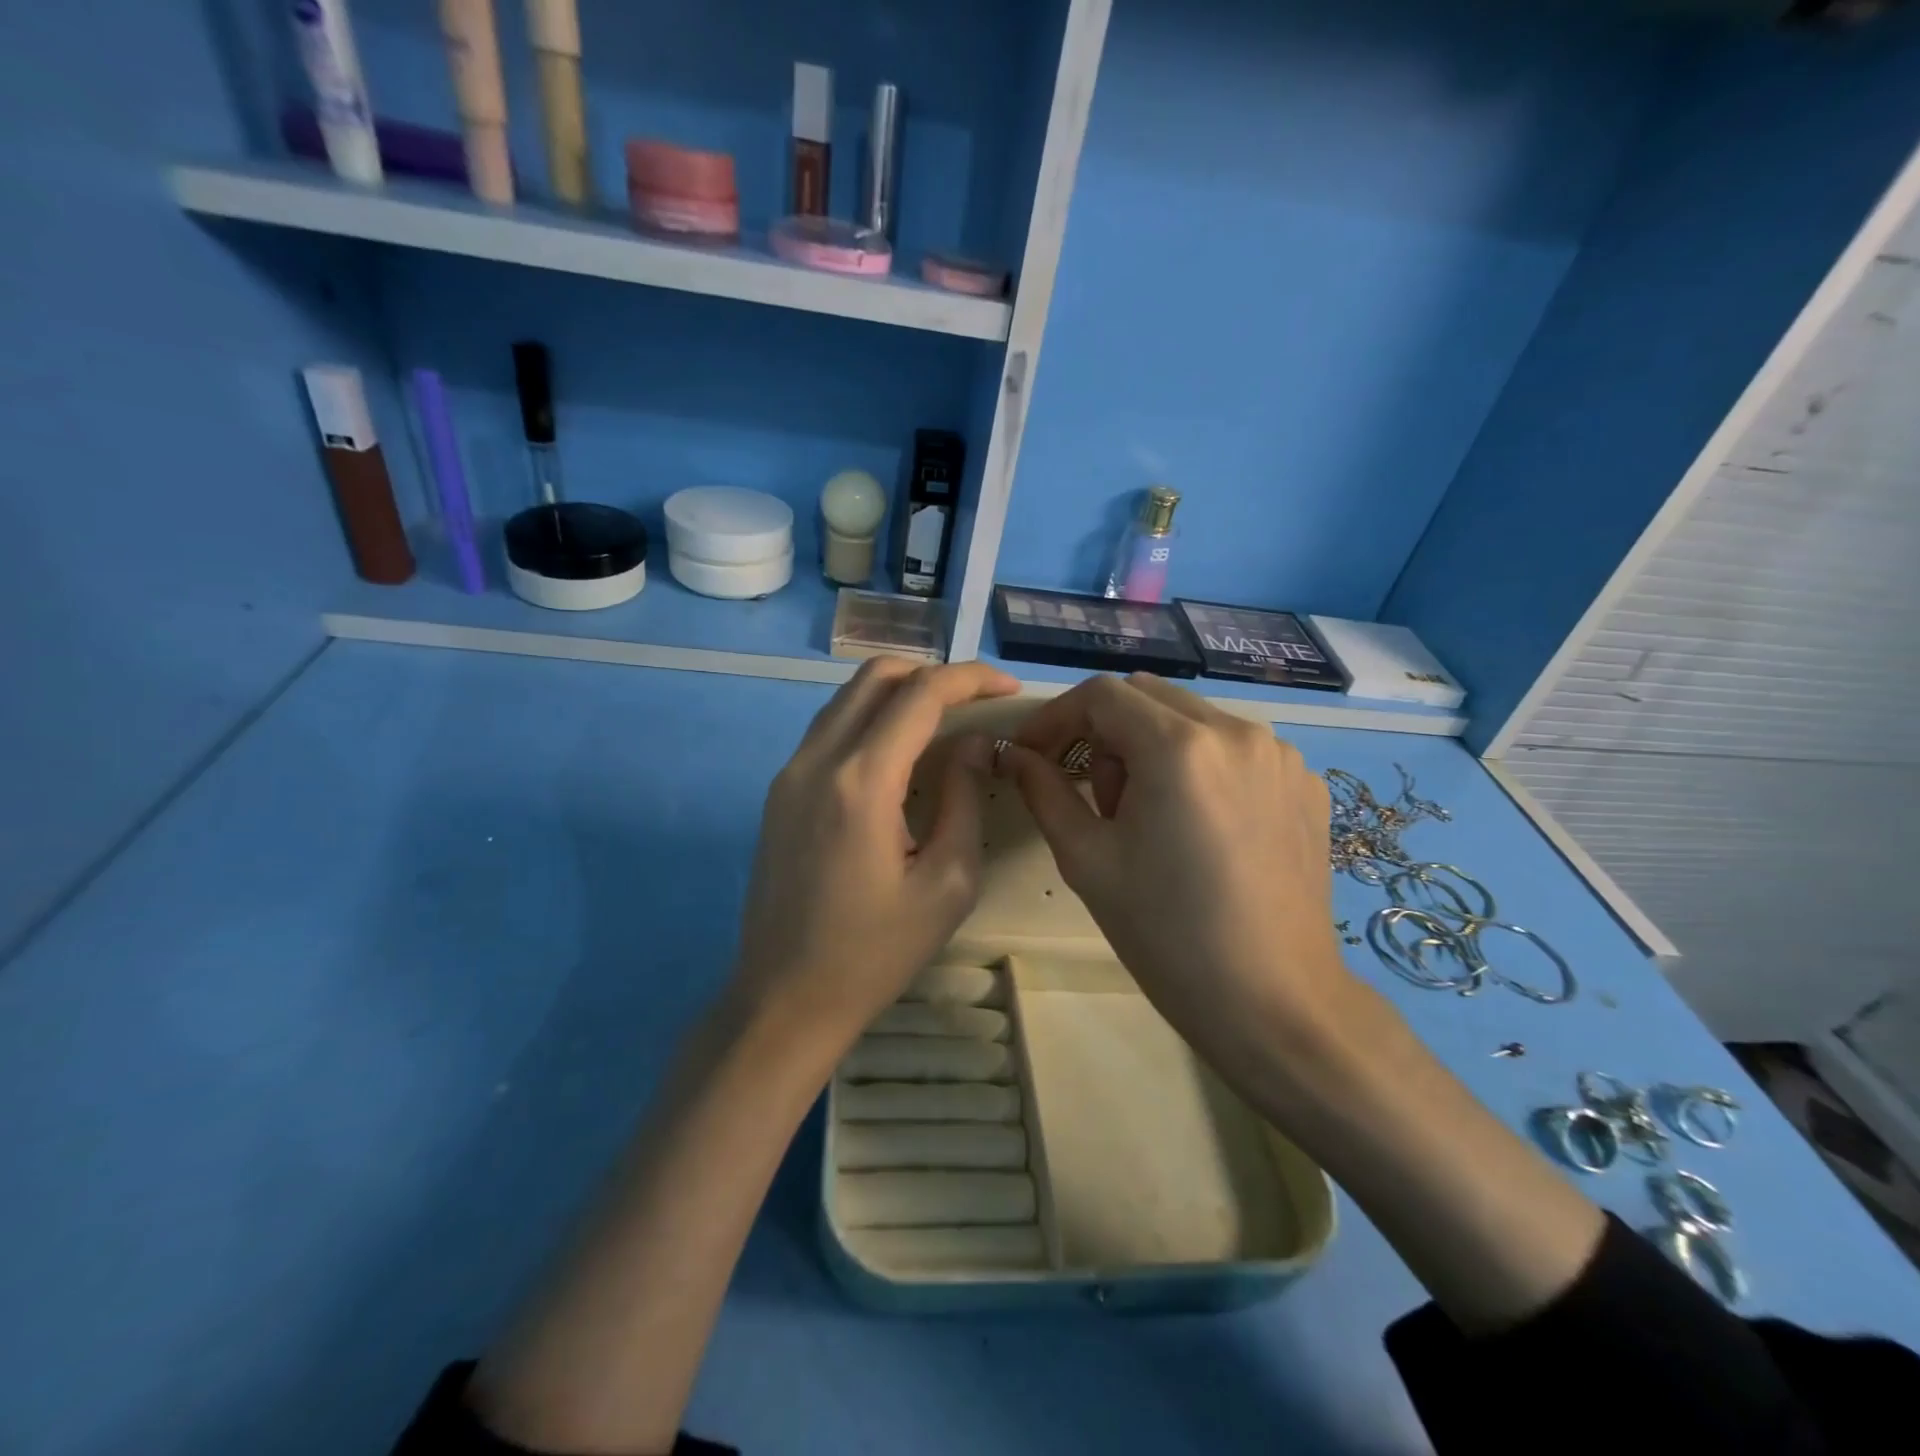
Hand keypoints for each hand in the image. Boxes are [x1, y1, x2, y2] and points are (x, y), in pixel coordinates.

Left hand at [730, 656, 1018, 1045]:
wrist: (785, 998)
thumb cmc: (875, 952)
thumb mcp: (947, 883)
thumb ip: (964, 798)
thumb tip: (974, 743)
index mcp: (861, 781)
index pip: (921, 694)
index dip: (970, 678)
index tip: (1008, 687)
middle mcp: (817, 760)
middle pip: (877, 676)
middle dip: (933, 673)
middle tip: (976, 701)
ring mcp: (790, 772)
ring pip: (848, 697)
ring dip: (899, 693)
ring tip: (945, 721)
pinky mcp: (780, 791)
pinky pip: (830, 728)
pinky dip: (870, 719)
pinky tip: (900, 754)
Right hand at [999, 673, 1356, 1079]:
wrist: (1274, 1002)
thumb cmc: (1167, 935)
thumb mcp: (1087, 859)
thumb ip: (1044, 790)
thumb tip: (1014, 755)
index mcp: (1179, 747)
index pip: (1101, 695)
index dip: (1056, 717)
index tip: (1033, 753)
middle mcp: (1237, 731)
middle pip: (1147, 696)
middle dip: (1104, 730)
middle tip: (1091, 792)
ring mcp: (1280, 754)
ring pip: (1192, 717)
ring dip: (1152, 745)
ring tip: (1148, 814)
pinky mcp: (1304, 782)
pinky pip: (1234, 747)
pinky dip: (1200, 764)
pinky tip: (1198, 825)